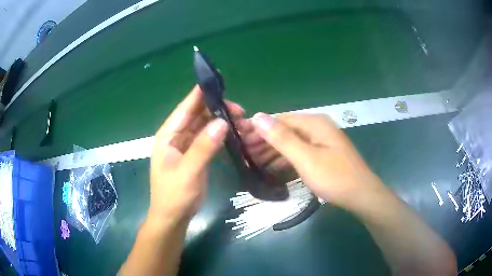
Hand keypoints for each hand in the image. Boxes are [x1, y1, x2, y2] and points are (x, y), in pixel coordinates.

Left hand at [149, 85, 243, 221]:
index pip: (185, 108)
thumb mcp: (188, 172)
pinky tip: (232, 132)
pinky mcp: (194, 154)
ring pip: (203, 125)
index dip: (199, 93)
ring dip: (220, 120)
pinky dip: (219, 133)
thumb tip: (222, 122)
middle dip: (216, 108)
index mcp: (168, 135)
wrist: (173, 217)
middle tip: (240, 110)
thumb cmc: (174, 195)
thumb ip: (204, 147)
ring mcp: (185, 145)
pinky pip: (207, 137)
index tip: (218, 80)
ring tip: (241, 120)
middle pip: (196, 114)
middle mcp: (176, 136)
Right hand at [249, 113, 382, 206]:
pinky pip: (299, 152)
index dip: (258, 128)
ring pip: (291, 142)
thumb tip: (257, 116)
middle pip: (285, 130)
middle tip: (244, 154)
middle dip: (264, 141)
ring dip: (272, 151)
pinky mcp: (322, 154)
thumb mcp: (306, 158)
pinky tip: (272, 167)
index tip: (240, 139)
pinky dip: (285, 159)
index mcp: (314, 123)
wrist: (361, 195)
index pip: (279, 120)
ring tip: (253, 161)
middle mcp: (317, 128)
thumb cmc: (334, 177)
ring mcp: (321, 141)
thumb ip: (281, 138)